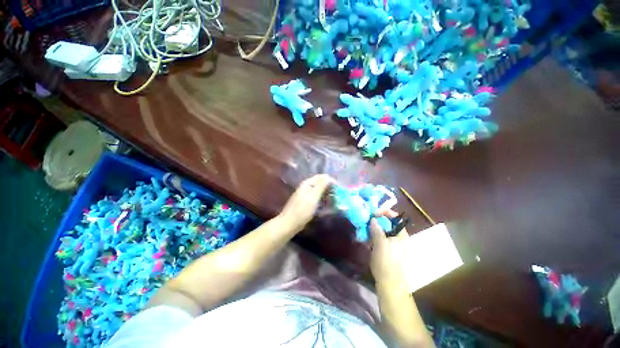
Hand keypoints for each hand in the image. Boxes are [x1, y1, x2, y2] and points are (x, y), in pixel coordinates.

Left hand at [278, 174, 333, 232]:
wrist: (289, 223)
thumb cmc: (302, 210)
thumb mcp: (313, 197)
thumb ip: (321, 186)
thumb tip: (328, 176)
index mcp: (307, 184)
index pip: (321, 177)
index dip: (331, 181)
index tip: (339, 188)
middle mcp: (306, 187)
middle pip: (320, 183)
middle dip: (329, 188)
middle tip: (338, 195)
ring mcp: (306, 194)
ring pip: (319, 191)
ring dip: (327, 194)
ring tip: (334, 200)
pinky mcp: (306, 202)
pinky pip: (317, 197)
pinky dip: (322, 199)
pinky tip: (327, 205)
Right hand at [369, 217, 408, 289]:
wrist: (390, 284)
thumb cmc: (386, 262)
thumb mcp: (380, 244)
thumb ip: (377, 229)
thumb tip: (373, 219)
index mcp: (401, 235)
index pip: (395, 217)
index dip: (385, 212)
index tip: (373, 213)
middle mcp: (399, 238)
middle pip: (388, 224)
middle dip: (377, 221)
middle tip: (366, 221)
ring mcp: (394, 245)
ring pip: (383, 232)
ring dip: (374, 230)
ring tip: (365, 231)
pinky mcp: (388, 251)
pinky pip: (381, 239)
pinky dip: (374, 237)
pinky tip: (367, 241)